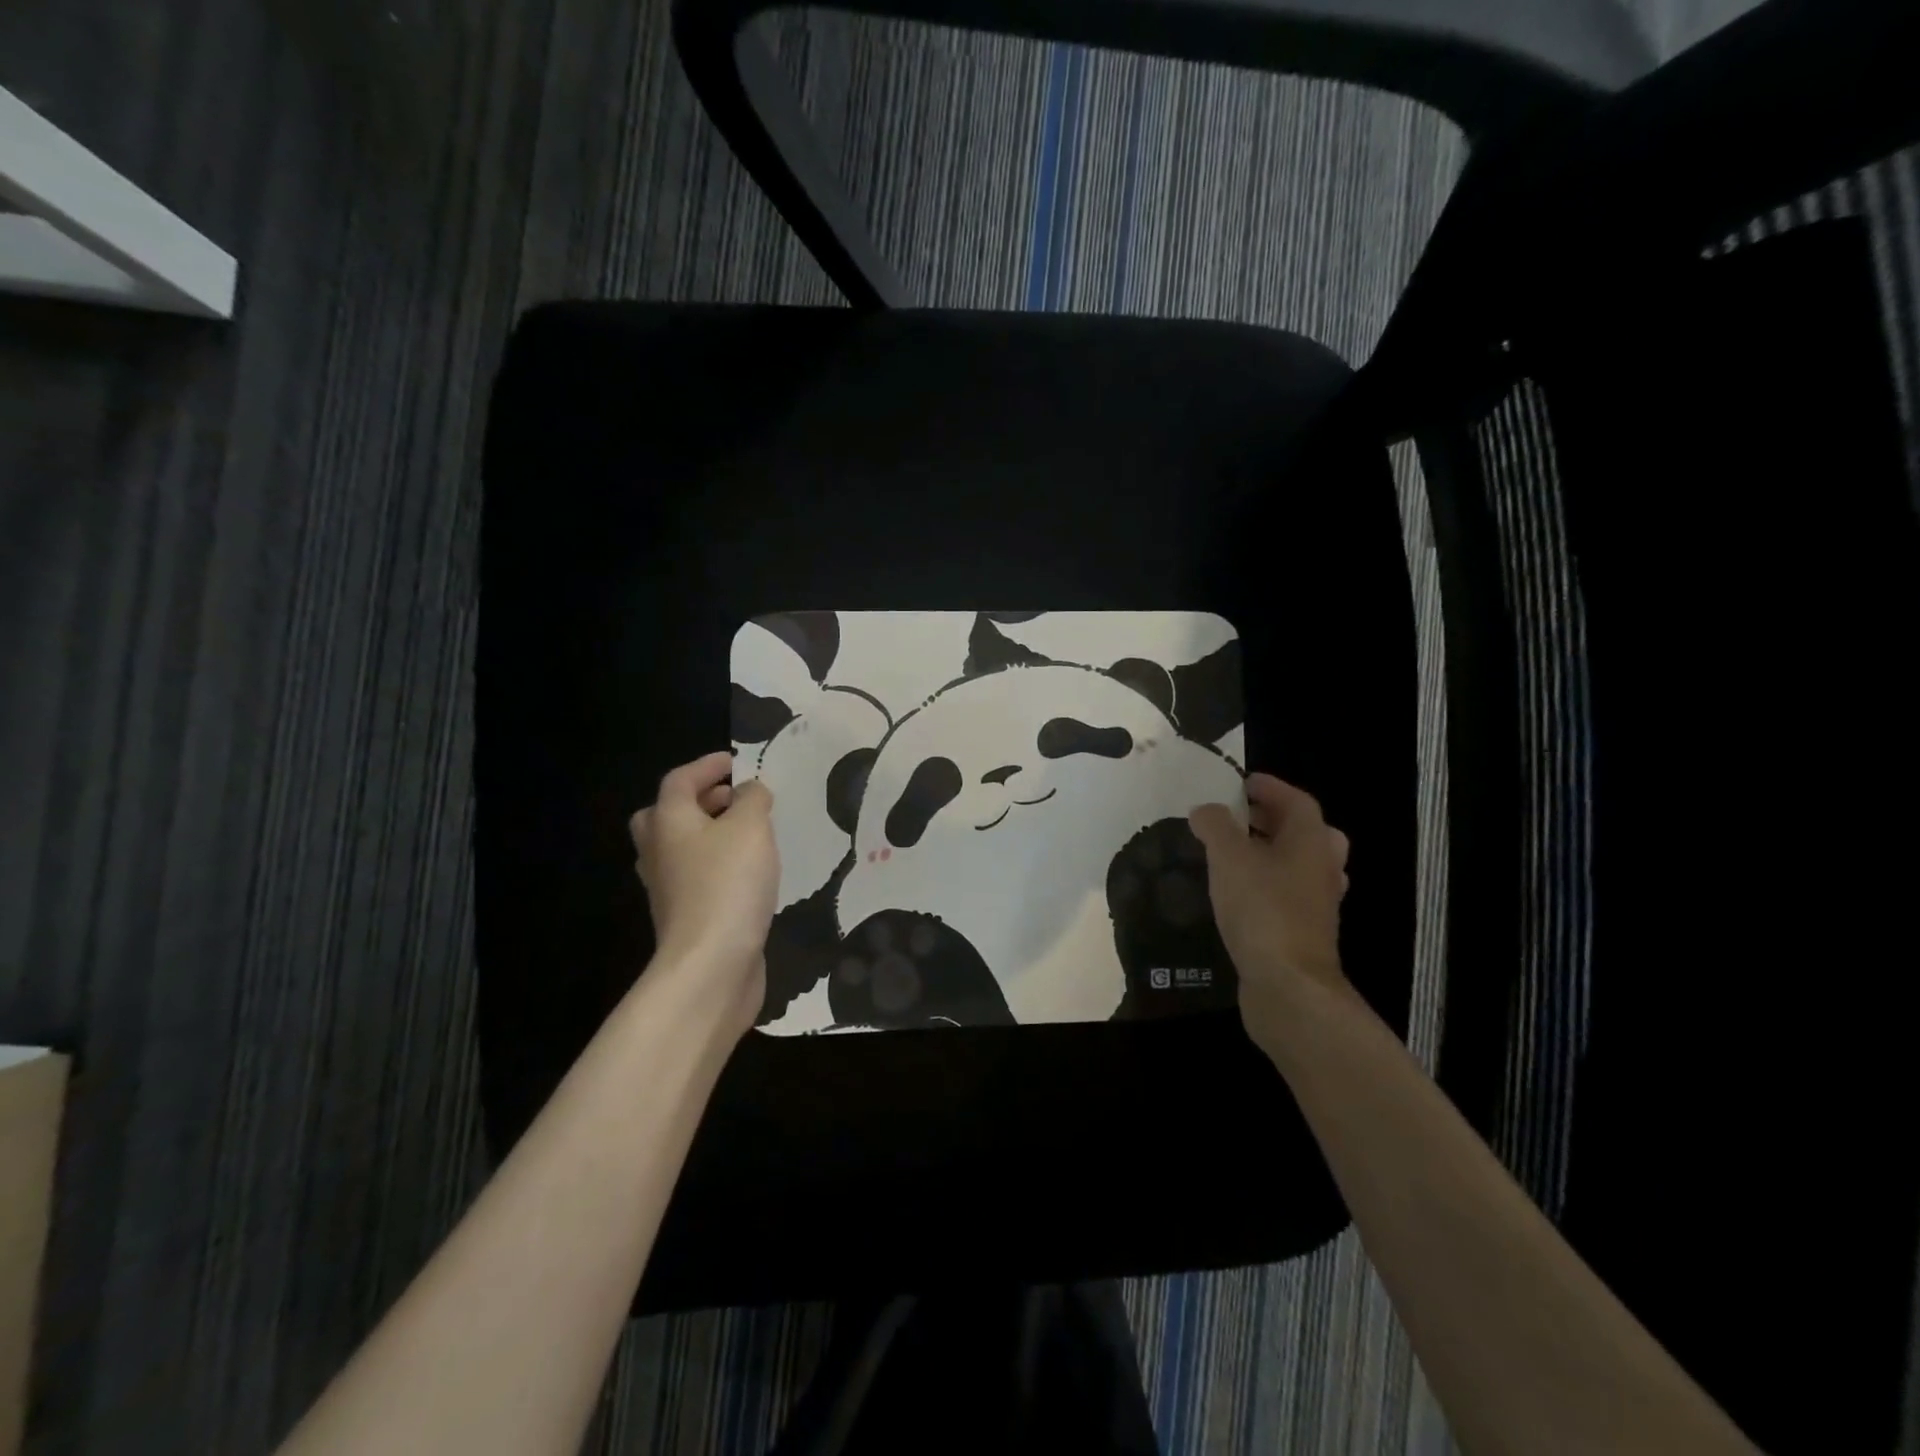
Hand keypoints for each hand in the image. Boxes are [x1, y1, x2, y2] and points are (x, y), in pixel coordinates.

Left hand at [628, 751, 778, 1034]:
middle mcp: (659, 852)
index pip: (679, 780)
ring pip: (680, 848)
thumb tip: (750, 790)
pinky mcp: (686, 917)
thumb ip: (753, 799)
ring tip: (747, 833)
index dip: (706, 766)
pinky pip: (697, 877)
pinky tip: (748, 873)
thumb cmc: (728, 883)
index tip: (735, 763)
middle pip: (667, 815)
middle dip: (699, 801)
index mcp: (669, 821)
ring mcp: (668, 888)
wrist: (710, 964)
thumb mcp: (751, 827)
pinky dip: (717, 865)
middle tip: (733, 799)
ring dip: (708, 834)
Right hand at [1189, 773, 1352, 1053]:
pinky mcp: (1306, 931)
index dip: (1270, 787)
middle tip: (1240, 816)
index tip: (1241, 783)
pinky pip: (1290, 893)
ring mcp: (1318, 902)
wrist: (1289, 986)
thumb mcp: (1228, 858)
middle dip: (1274, 819)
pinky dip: (1269, 884)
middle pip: (1306, 831)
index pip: (1296, 801)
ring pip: (1301, 864)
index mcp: (1310, 841)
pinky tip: (1239, 893)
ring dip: (1272, 852)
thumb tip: (1205, 810)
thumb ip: (1215, 826)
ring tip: (1235, 852)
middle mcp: (1322, 867)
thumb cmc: (1262, 910)